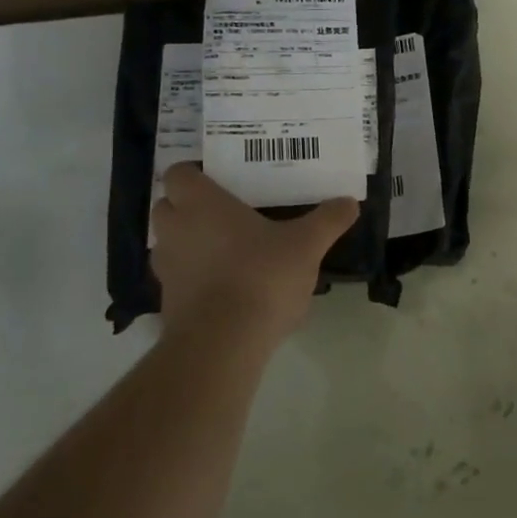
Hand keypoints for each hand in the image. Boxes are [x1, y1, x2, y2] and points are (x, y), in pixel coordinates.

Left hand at [150, 164, 358, 340]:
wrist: (223, 343)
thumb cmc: (261, 276)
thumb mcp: (307, 245)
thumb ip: (328, 220)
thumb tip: (349, 202)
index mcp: (202, 204)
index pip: (179, 174)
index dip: (195, 174)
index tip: (222, 180)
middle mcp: (175, 230)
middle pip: (167, 206)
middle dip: (189, 207)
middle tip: (226, 212)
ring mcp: (167, 268)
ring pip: (170, 243)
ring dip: (190, 243)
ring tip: (228, 250)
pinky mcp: (168, 303)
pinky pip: (179, 278)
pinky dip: (195, 278)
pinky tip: (228, 286)